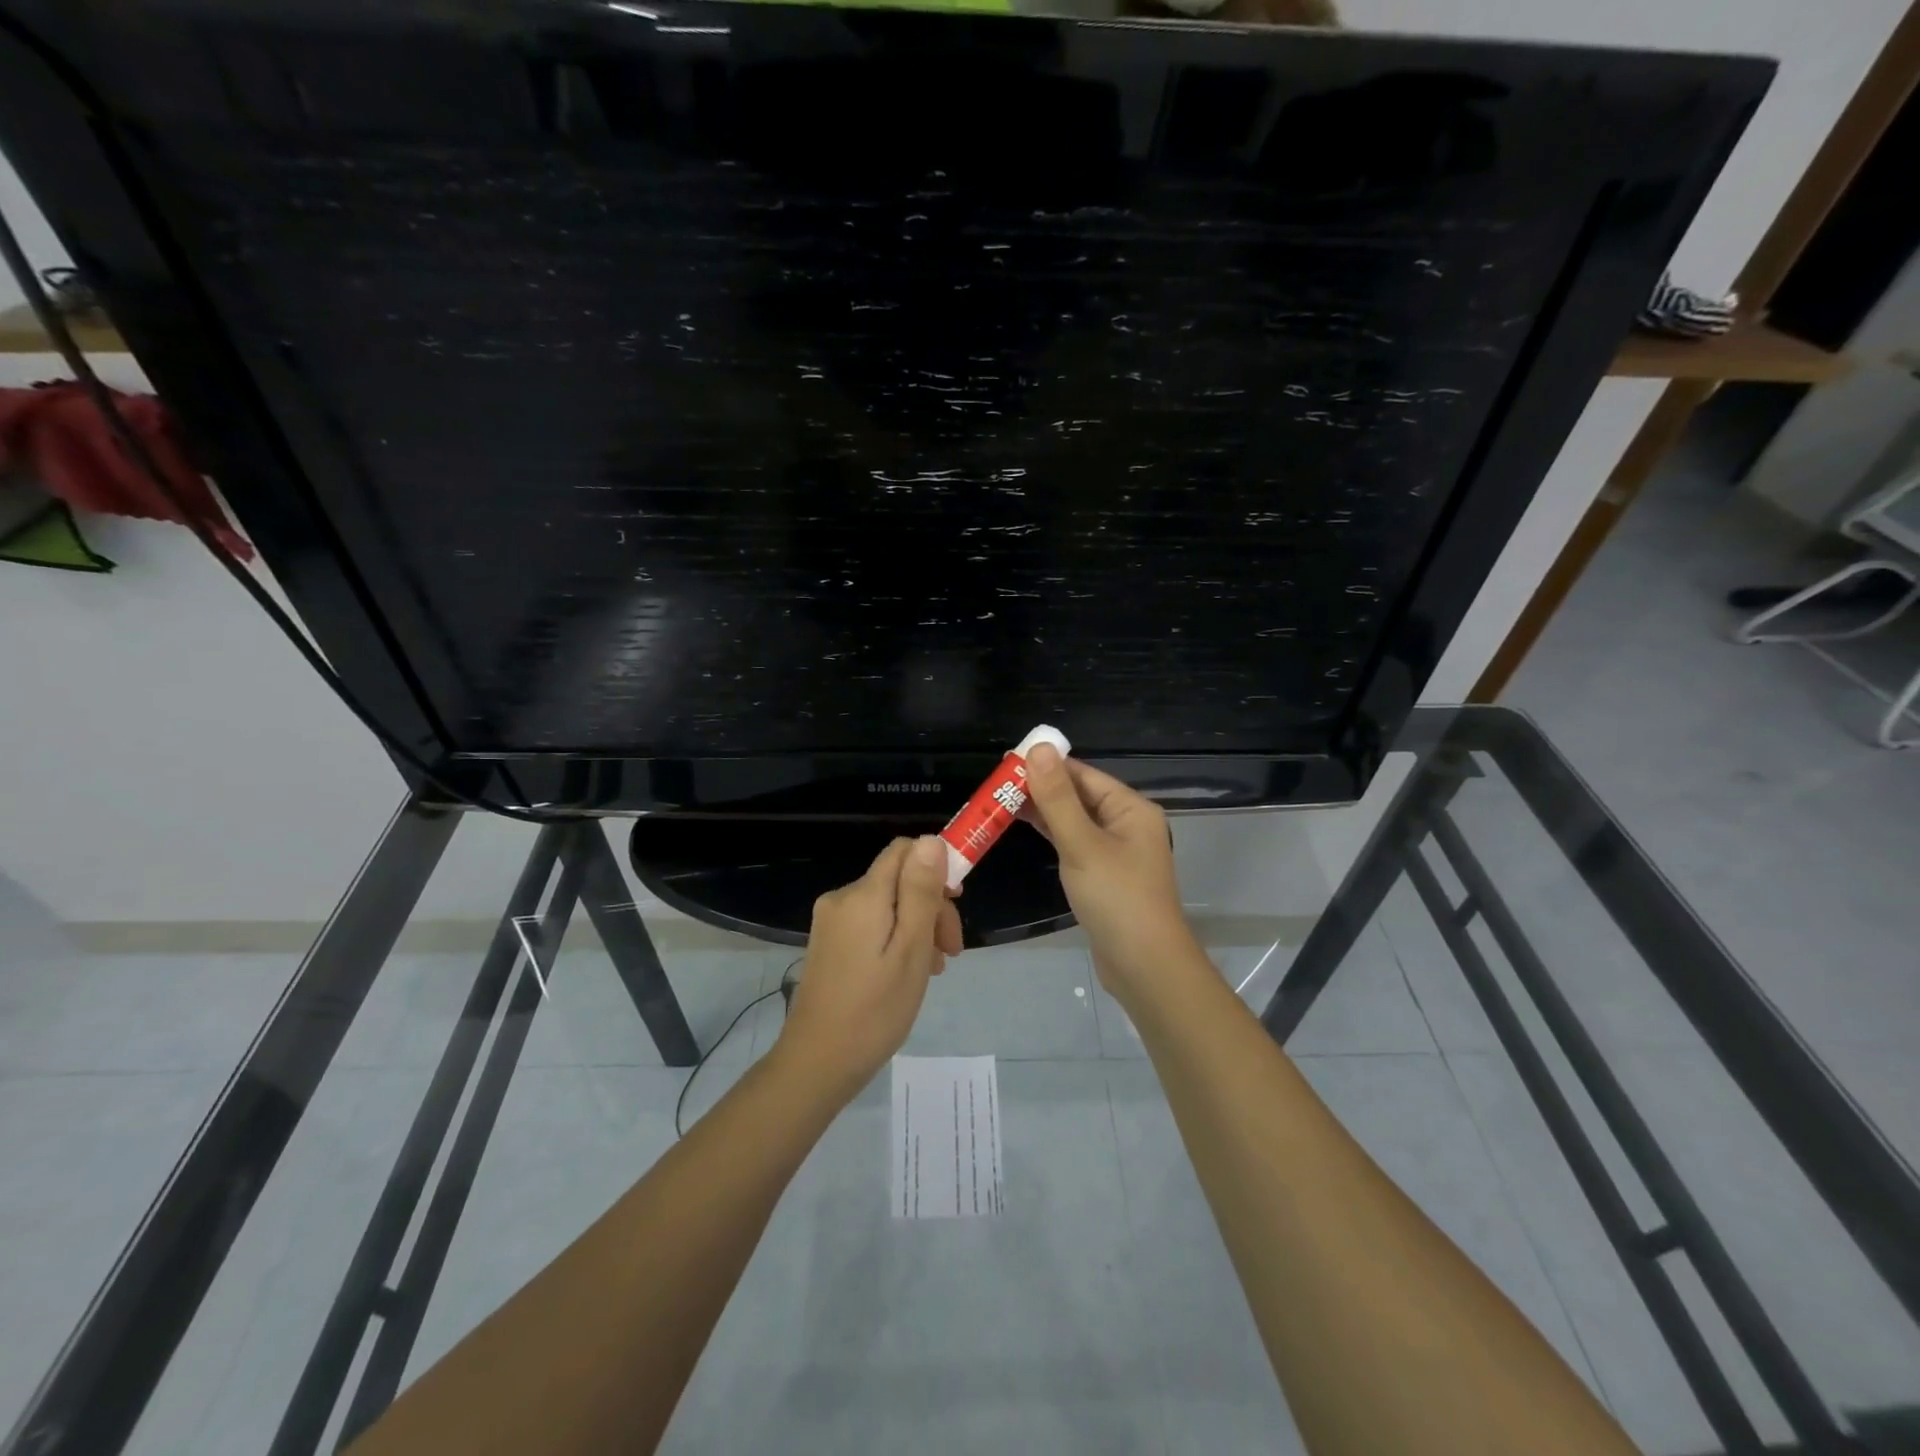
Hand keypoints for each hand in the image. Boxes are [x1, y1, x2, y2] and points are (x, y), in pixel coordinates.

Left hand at [778, 836, 960, 1092]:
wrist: (817, 1063)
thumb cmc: (875, 1009)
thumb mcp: (911, 949)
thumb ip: (921, 892)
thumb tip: (931, 840)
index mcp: (863, 895)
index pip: (905, 850)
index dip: (937, 866)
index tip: (958, 903)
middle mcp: (842, 898)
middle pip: (899, 879)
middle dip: (931, 905)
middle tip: (951, 951)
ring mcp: (831, 922)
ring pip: (888, 904)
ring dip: (917, 926)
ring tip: (932, 969)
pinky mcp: (828, 943)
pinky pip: (871, 924)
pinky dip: (896, 939)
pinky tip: (907, 972)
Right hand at [1021, 743, 1201, 1007]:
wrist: (1144, 965)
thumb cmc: (1116, 898)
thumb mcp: (1082, 844)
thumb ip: (1057, 798)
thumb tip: (1038, 748)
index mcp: (1130, 808)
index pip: (1083, 774)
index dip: (1046, 765)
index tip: (1006, 762)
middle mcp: (1126, 823)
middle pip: (1078, 795)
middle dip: (1040, 787)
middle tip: (995, 784)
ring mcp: (1116, 851)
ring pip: (1074, 820)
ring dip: (1042, 811)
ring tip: (1000, 801)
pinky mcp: (1104, 875)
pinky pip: (1074, 842)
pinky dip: (1051, 834)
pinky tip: (1024, 828)